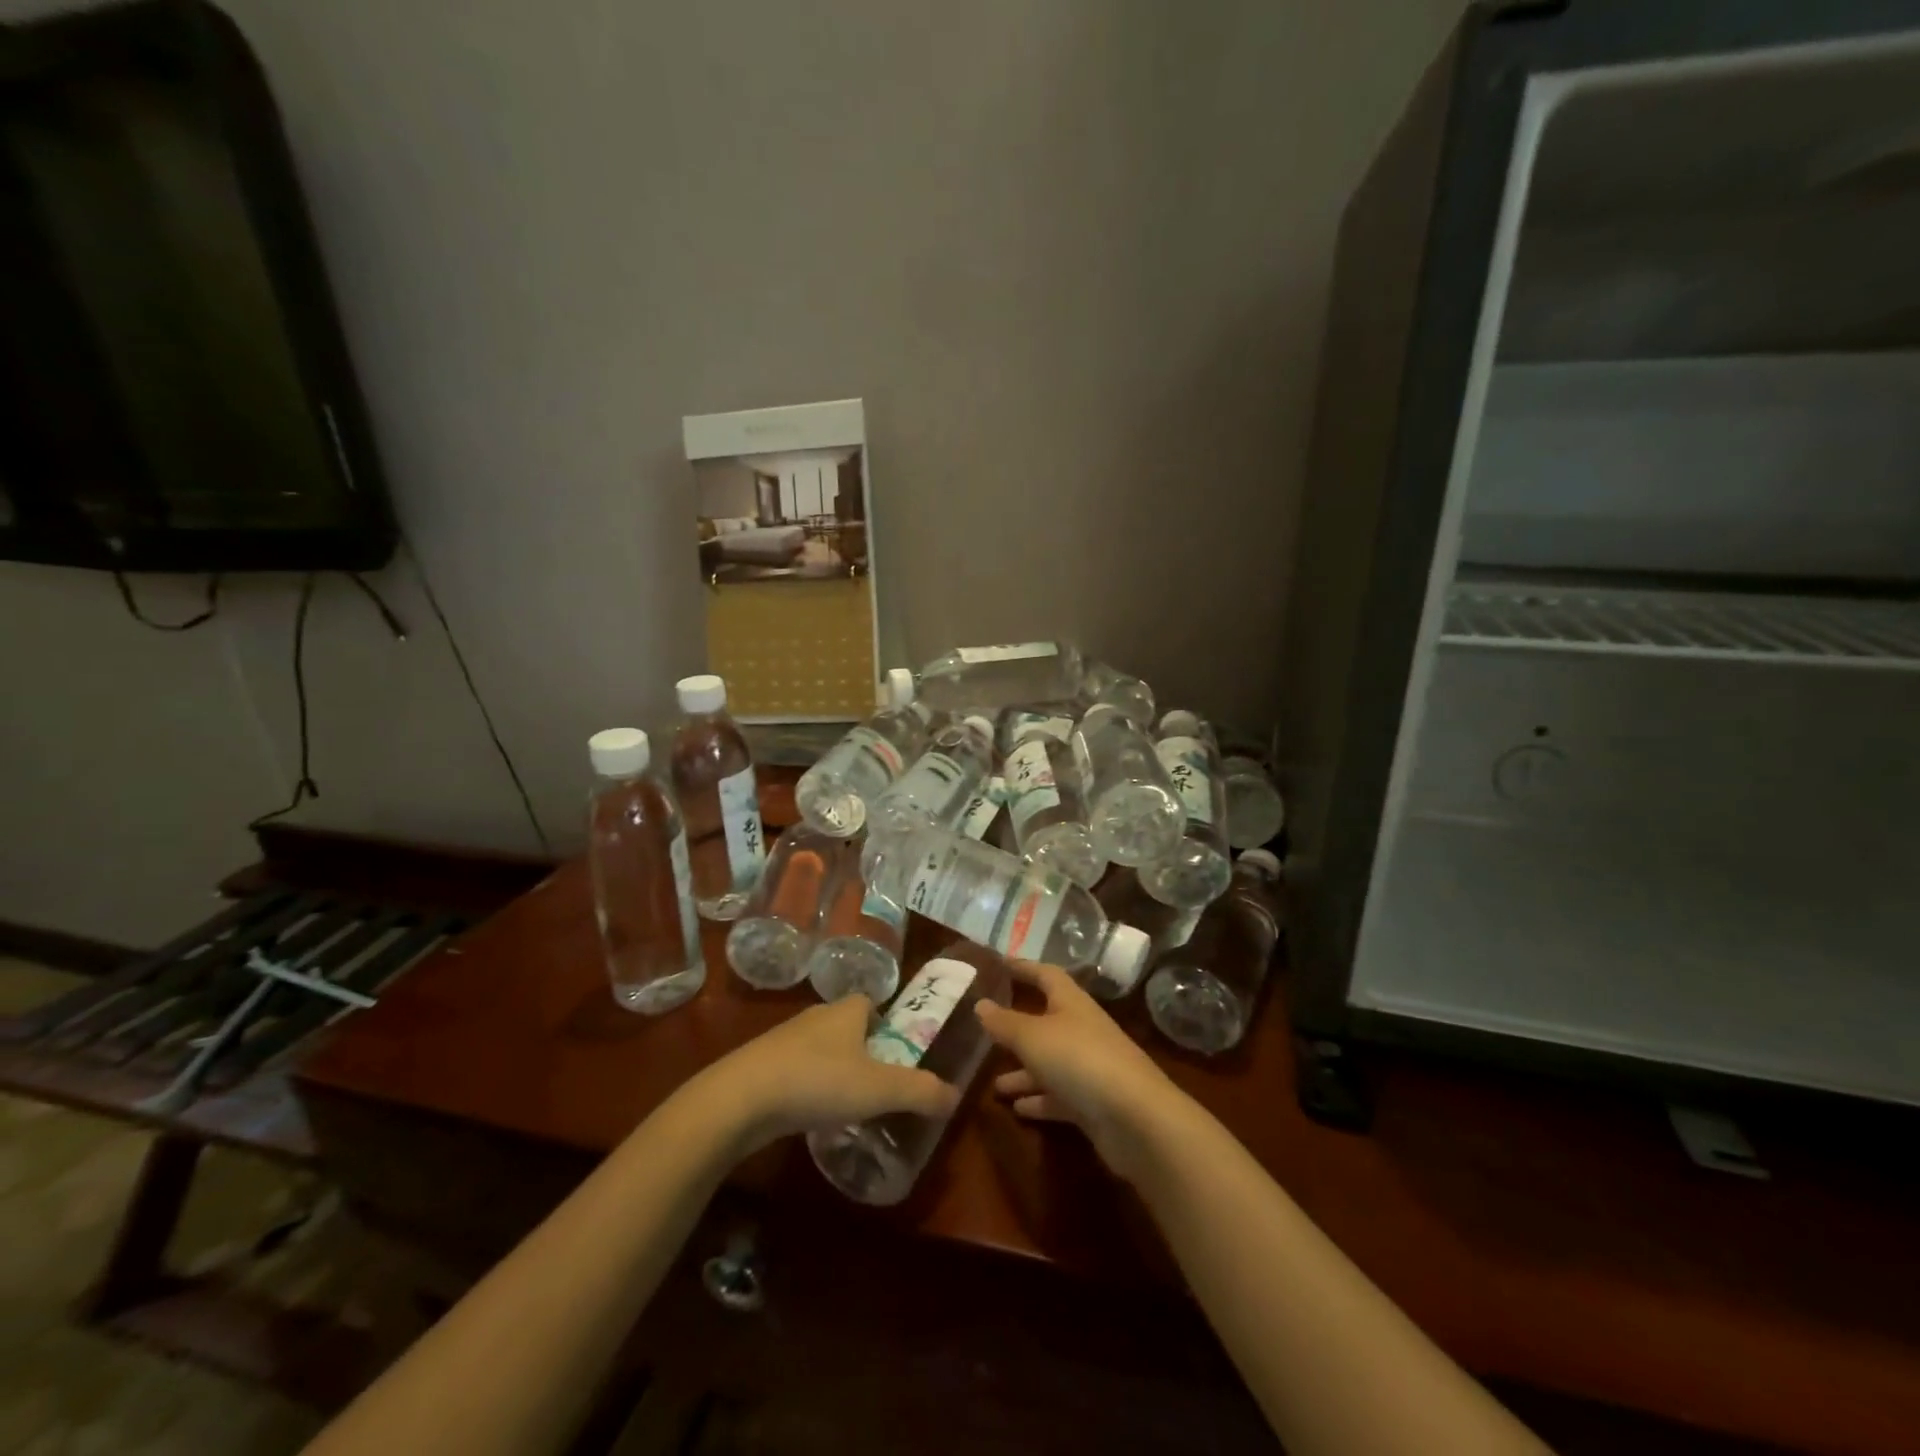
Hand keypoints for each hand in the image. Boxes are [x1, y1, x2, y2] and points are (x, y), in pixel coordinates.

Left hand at [698, 996, 958, 1155]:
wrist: (740, 1099)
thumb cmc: (818, 1081)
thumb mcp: (879, 1089)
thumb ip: (920, 1092)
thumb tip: (956, 1096)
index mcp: (846, 1011)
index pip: (871, 1004)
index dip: (887, 1024)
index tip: (897, 1053)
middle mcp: (816, 1016)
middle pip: (847, 1026)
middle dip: (863, 1050)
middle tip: (879, 1084)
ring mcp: (784, 1040)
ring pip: (820, 1050)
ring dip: (834, 1071)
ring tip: (847, 1105)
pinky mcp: (761, 1066)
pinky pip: (796, 1072)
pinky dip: (808, 1088)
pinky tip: (811, 1115)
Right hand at [976, 960, 1181, 1181]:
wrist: (1135, 1119)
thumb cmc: (1079, 1060)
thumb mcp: (1033, 1036)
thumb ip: (1005, 1022)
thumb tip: (980, 1004)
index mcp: (1071, 1003)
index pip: (1046, 975)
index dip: (1024, 967)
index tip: (999, 964)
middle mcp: (1082, 1030)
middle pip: (1046, 1021)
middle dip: (1017, 1027)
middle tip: (986, 1030)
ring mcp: (1090, 1068)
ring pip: (1050, 1063)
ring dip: (1024, 1072)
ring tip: (993, 1084)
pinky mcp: (1094, 1104)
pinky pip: (1059, 1096)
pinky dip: (1039, 1100)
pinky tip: (1017, 1109)